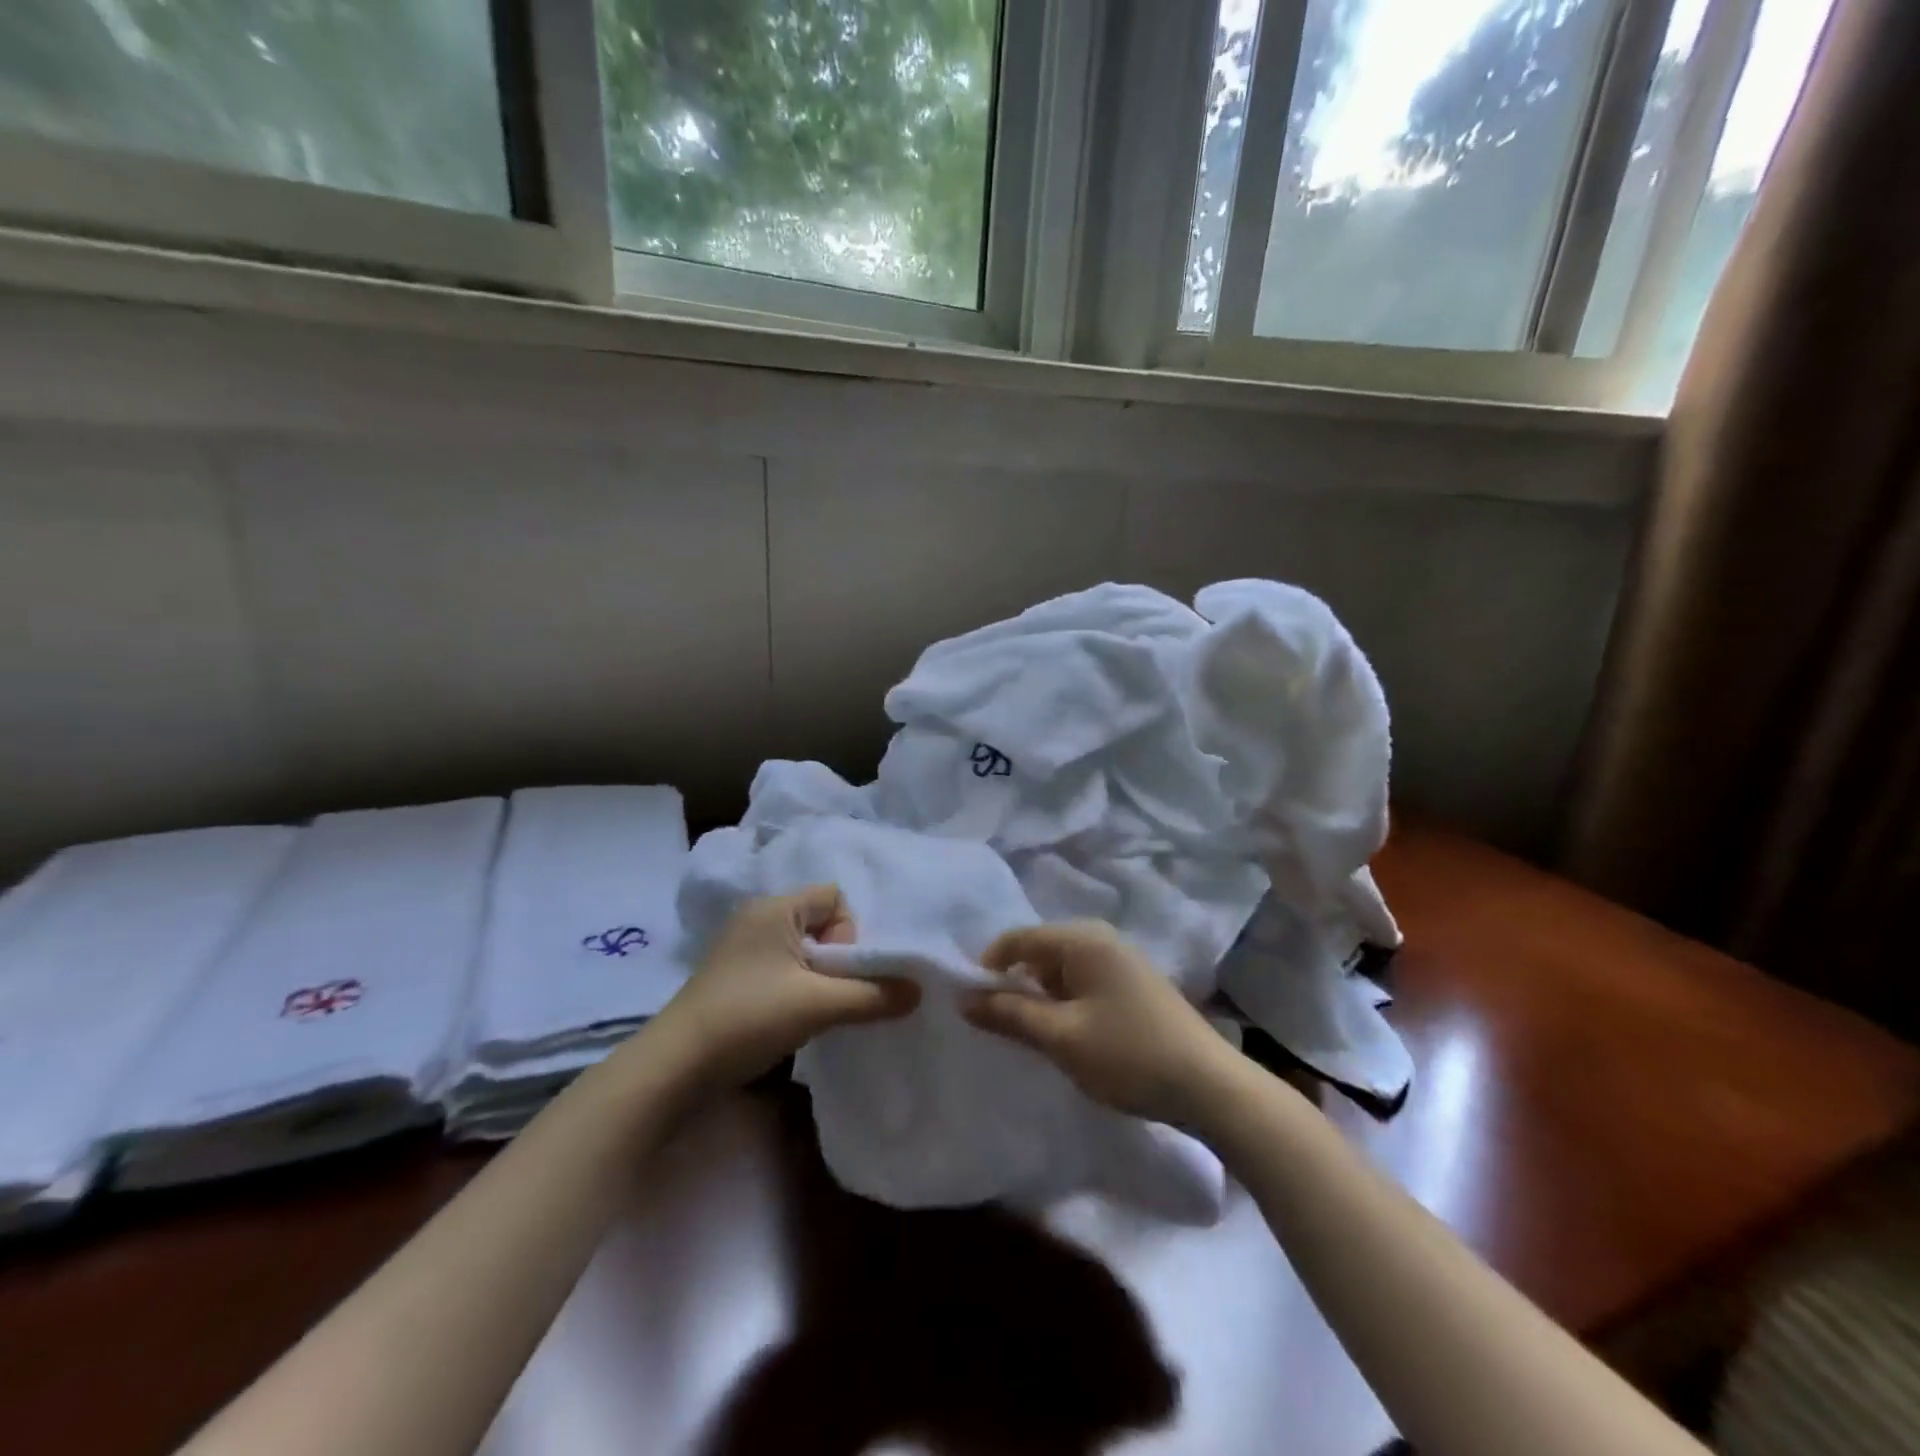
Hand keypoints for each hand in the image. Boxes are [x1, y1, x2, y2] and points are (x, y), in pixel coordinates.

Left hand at [649, 885, 919, 1091]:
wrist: (674, 1067)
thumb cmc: (748, 1017)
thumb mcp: (818, 1005)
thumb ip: (873, 995)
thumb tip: (918, 991)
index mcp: (775, 907)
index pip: (835, 897)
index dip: (850, 931)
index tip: (839, 971)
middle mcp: (758, 918)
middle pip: (822, 923)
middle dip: (839, 959)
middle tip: (833, 994)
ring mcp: (743, 949)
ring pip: (804, 951)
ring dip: (820, 979)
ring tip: (817, 1011)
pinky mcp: (736, 978)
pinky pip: (784, 969)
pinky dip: (799, 989)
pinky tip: (796, 1019)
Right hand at [961, 921, 1233, 1126]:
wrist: (1210, 1086)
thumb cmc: (1128, 1054)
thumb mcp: (1061, 1036)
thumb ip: (1009, 1014)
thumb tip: (963, 998)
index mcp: (1082, 940)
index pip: (1018, 938)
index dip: (988, 966)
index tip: (970, 1002)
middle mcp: (1101, 939)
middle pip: (1040, 951)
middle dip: (1014, 983)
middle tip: (997, 1023)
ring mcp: (1122, 961)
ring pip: (1062, 970)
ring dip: (1040, 997)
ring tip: (1029, 1034)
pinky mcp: (1134, 986)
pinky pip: (1084, 983)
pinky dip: (1065, 1003)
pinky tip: (1066, 1035)